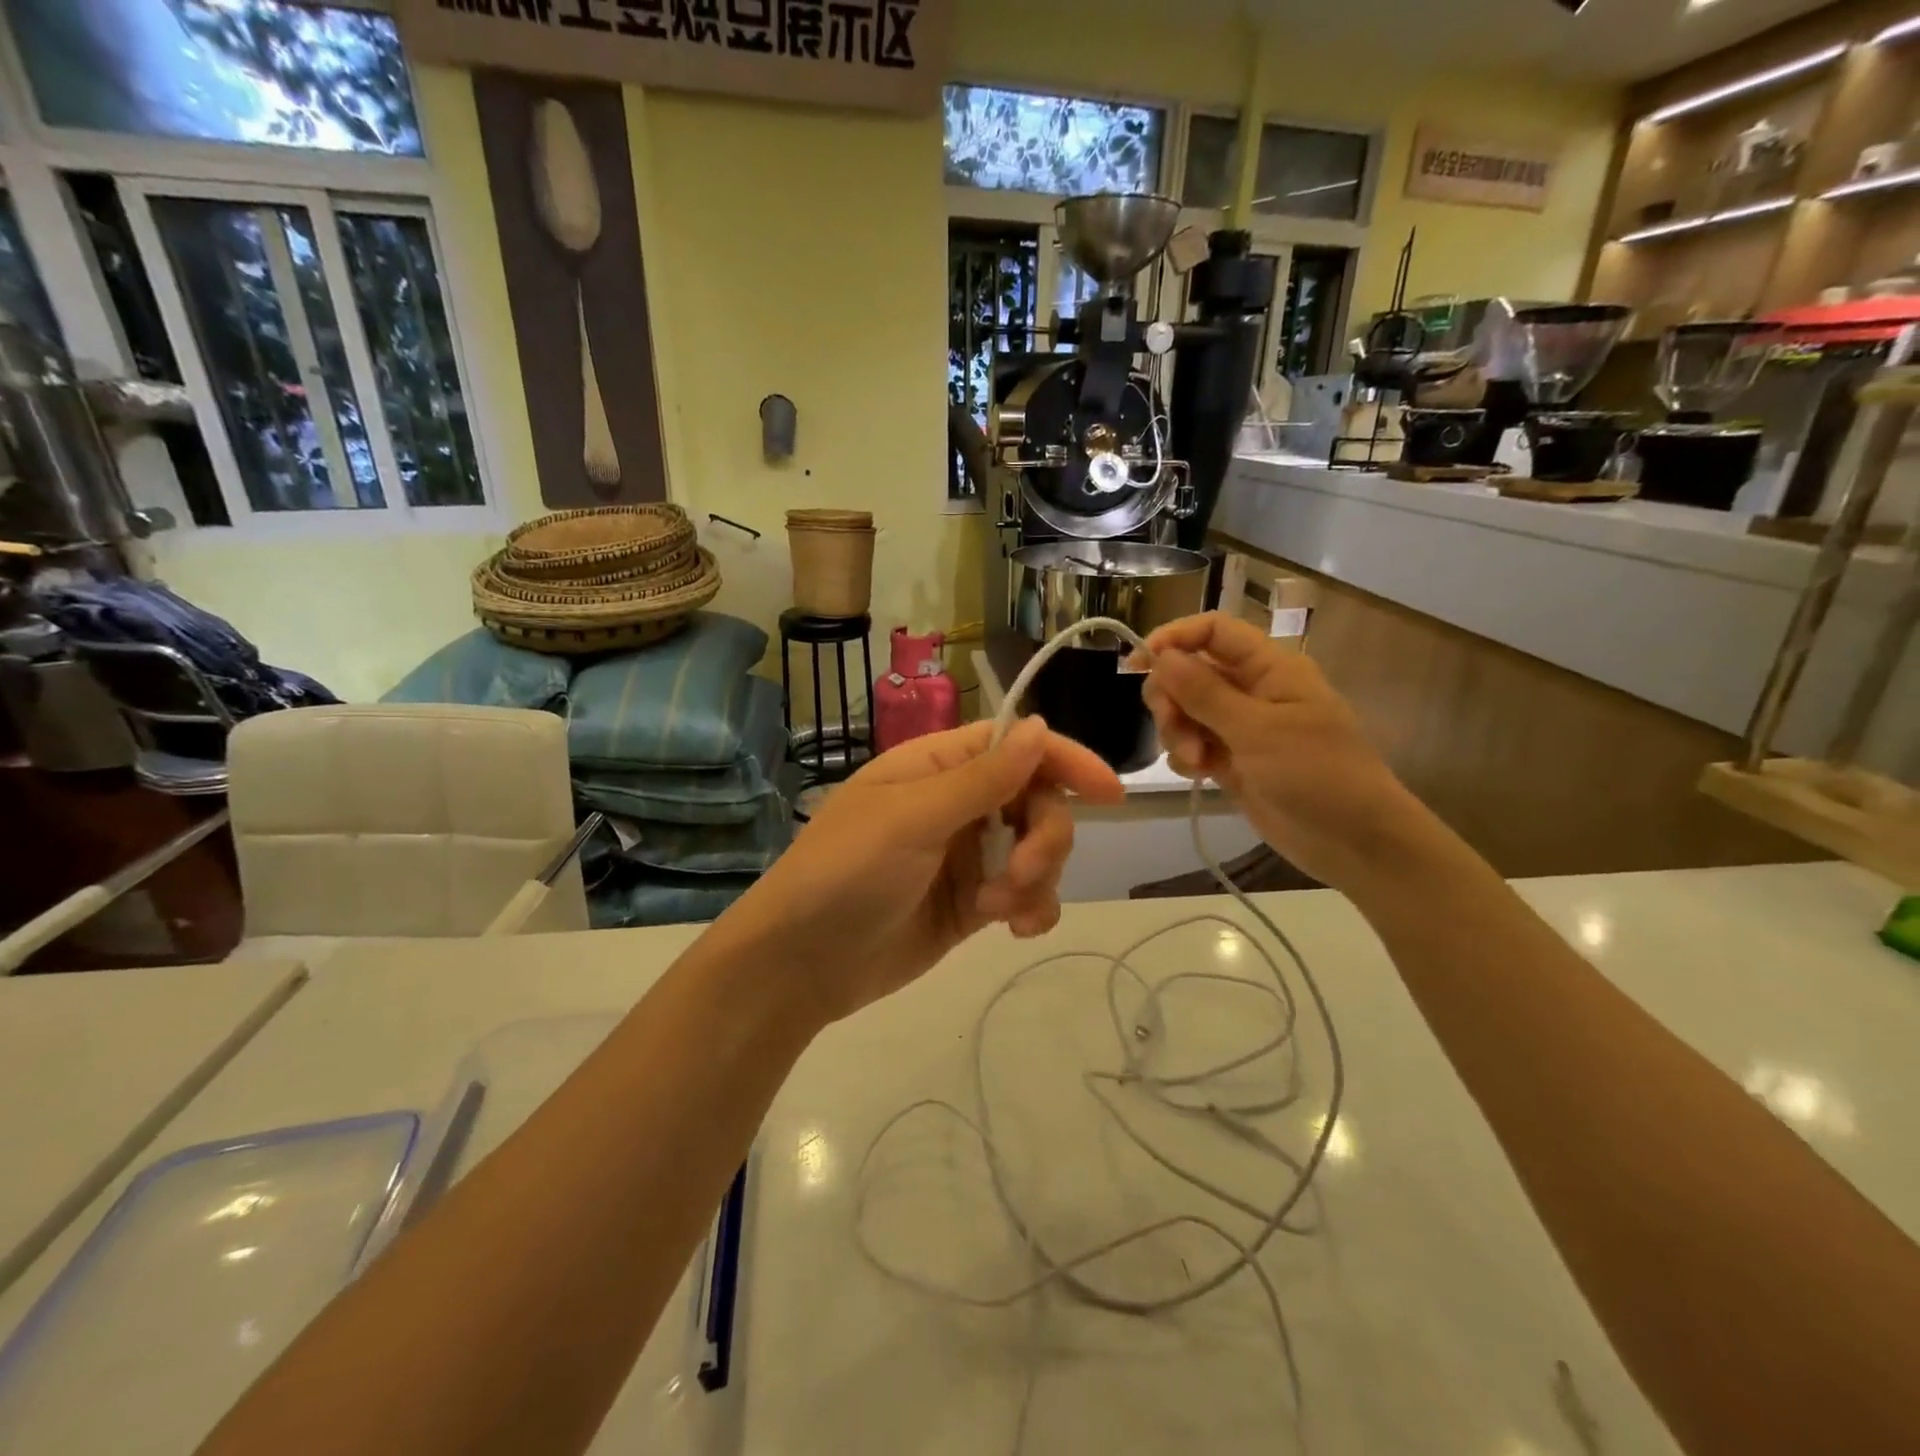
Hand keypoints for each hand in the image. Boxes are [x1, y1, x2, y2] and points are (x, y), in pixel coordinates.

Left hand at [720, 718, 1123, 1023]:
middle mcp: (957, 804)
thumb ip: (982, 778)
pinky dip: (1033, 907)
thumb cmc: (846, 873)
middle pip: (1037, 800)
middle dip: (1044, 837)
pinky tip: (1017, 929)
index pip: (1016, 745)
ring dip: (1036, 877)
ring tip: (1000, 909)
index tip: (1111, 794)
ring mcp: (965, 855)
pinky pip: (1024, 894)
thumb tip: (1040, 726)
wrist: (800, 965)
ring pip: (1037, 849)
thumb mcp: (912, 819)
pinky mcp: (971, 902)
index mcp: (937, 767)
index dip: (1065, 760)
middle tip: (1020, 873)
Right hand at [1138, 612, 1436, 895]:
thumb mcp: (1258, 730)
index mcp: (1270, 668)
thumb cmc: (1317, 775)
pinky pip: (1192, 743)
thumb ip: (1205, 692)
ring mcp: (1241, 727)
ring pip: (1185, 709)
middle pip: (1190, 671)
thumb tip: (1161, 655)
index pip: (1213, 631)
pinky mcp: (1232, 760)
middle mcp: (1252, 689)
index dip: (1174, 638)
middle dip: (1171, 697)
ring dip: (1177, 731)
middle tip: (1173, 728)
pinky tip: (1197, 774)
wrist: (1354, 842)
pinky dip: (1185, 755)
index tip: (1138, 664)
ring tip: (1195, 762)